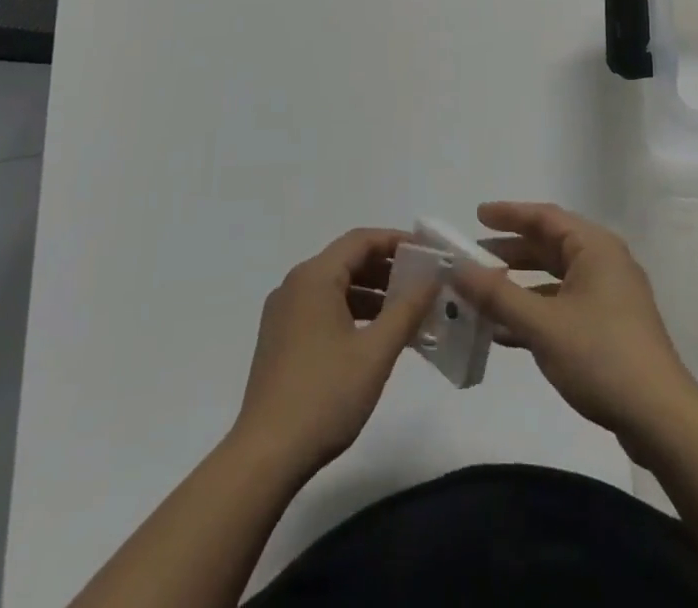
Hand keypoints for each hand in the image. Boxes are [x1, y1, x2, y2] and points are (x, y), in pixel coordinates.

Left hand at [231, 229, 438, 477]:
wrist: (265, 456)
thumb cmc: (325, 396)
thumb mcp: (376, 352)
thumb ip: (407, 309)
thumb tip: (432, 277)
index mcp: (314, 277)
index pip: (361, 240)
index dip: (396, 241)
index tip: (427, 253)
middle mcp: (294, 285)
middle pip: (346, 260)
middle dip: (386, 269)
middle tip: (421, 284)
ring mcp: (283, 313)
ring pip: (334, 286)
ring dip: (370, 293)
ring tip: (404, 313)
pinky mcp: (279, 339)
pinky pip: (321, 308)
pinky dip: (350, 312)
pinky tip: (373, 337)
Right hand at [459, 201, 697, 454]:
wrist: (660, 417)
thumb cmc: (601, 356)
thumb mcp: (542, 324)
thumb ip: (497, 294)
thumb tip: (457, 268)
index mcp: (594, 247)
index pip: (545, 216)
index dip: (509, 214)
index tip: (477, 216)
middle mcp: (604, 262)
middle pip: (550, 245)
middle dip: (511, 250)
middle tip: (474, 255)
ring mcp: (610, 296)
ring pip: (556, 278)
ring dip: (521, 284)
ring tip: (483, 292)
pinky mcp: (610, 327)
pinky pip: (564, 305)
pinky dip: (536, 311)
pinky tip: (506, 332)